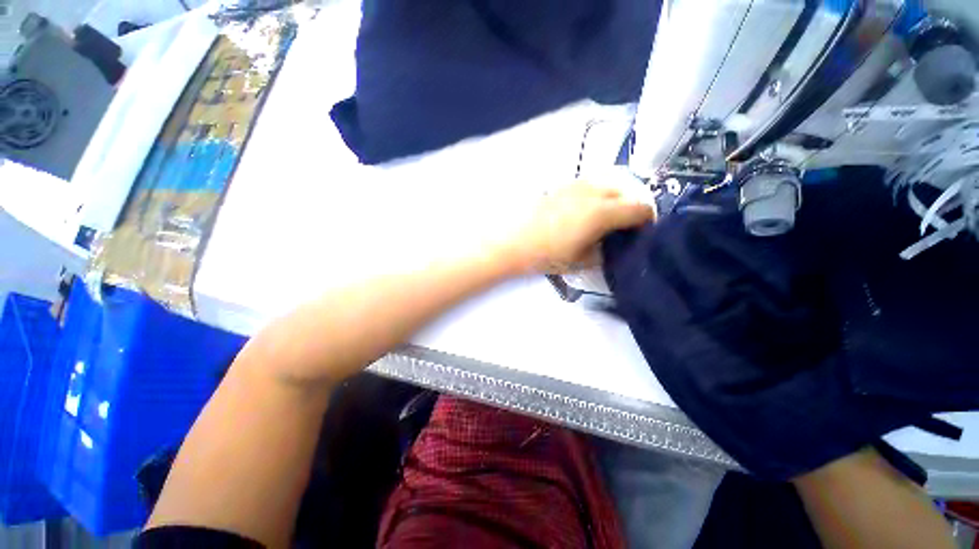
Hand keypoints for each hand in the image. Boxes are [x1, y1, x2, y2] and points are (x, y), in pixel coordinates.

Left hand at [504, 182, 655, 273]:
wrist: (512, 241)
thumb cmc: (547, 255)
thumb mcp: (581, 261)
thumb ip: (604, 251)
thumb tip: (612, 243)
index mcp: (602, 212)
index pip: (639, 208)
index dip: (648, 219)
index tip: (644, 230)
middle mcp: (593, 192)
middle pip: (627, 189)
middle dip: (634, 204)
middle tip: (627, 223)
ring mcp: (576, 185)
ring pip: (608, 181)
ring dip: (616, 194)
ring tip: (609, 214)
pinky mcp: (561, 186)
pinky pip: (589, 183)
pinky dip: (598, 192)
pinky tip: (587, 207)